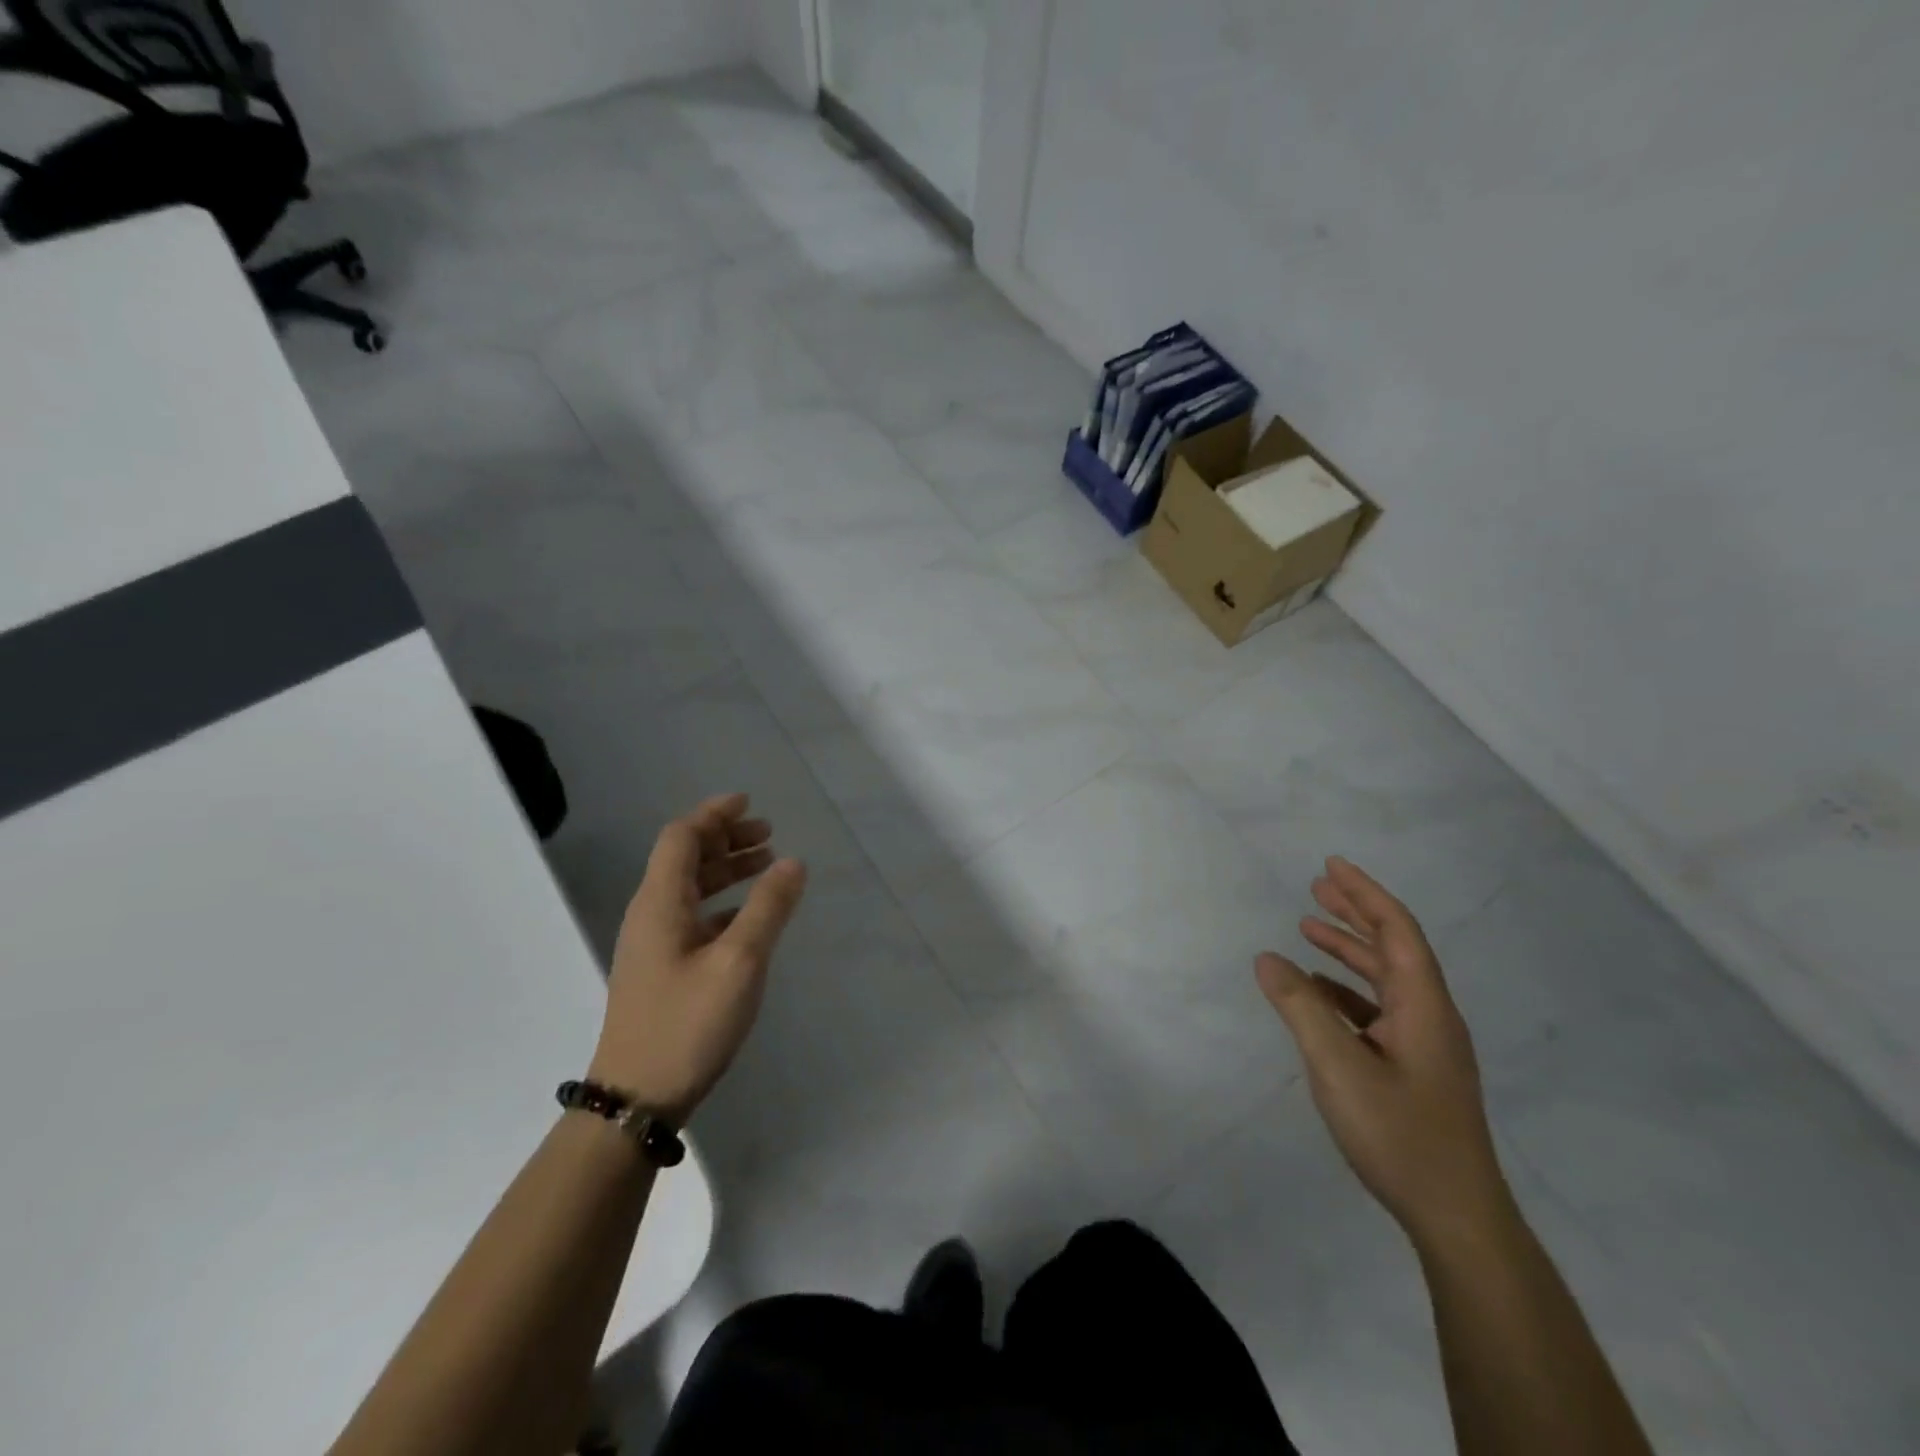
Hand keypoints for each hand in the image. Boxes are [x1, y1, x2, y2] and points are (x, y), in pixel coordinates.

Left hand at [589, 793, 807, 1123]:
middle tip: (768, 834)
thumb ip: (767, 907)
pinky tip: (750, 916)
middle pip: (685, 858)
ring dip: (727, 870)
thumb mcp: (739, 961)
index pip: (682, 837)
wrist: (636, 1099)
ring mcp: (654, 945)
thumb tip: (793, 862)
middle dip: (726, 839)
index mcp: (660, 903)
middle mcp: (651, 915)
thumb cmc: (688, 1023)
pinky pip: (694, 917)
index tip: (749, 803)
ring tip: (767, 865)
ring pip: (691, 888)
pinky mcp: (662, 971)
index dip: (714, 815)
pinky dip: (723, 903)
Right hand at [1257, 857, 1510, 1250]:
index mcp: (1423, 1006)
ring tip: (1308, 929)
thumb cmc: (1399, 1134)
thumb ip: (1300, 1008)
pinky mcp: (1414, 1069)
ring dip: (1349, 950)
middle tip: (1317, 885)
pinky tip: (1317, 992)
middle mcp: (1430, 1016)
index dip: (1365, 894)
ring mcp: (1425, 1045)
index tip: (1331, 866)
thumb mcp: (1338, 1067)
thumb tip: (1266, 957)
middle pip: (1394, 948)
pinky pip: (1378, 1009)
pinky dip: (1346, 989)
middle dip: (1355, 912)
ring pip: (1385, 980)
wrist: (1456, 1216)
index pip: (1397, 931)